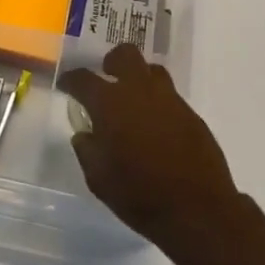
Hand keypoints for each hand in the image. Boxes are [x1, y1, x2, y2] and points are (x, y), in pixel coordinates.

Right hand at [57, 43, 244, 251]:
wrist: (198, 209)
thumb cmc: (139, 195)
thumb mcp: (99, 179)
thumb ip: (87, 150)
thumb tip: (85, 134)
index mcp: (109, 103)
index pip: (83, 79)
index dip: (71, 79)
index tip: (66, 84)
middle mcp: (139, 91)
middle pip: (125, 55)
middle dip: (112, 62)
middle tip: (106, 78)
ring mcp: (169, 99)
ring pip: (152, 70)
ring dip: (139, 78)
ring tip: (134, 101)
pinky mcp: (191, 113)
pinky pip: (169, 95)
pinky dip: (158, 102)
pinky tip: (156, 126)